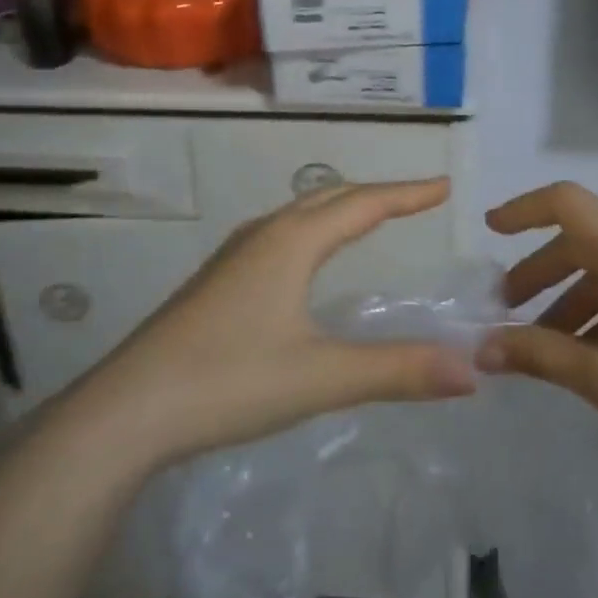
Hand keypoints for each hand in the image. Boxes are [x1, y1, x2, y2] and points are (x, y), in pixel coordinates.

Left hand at [70, 179, 474, 471]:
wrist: (126, 411)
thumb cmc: (228, 382)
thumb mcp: (321, 377)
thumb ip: (397, 370)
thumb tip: (471, 369)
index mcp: (292, 242)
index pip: (364, 204)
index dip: (407, 194)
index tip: (444, 186)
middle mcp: (265, 234)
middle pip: (331, 198)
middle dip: (377, 194)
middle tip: (417, 199)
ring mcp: (235, 255)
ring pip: (300, 213)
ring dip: (342, 207)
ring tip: (371, 217)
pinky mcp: (218, 280)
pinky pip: (281, 233)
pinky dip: (314, 228)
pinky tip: (308, 259)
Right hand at [478, 182, 597, 522]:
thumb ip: (536, 353)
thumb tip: (482, 349)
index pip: (568, 203)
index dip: (524, 210)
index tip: (490, 231)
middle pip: (586, 239)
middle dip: (542, 271)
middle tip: (507, 309)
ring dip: (572, 296)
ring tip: (544, 344)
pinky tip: (588, 351)